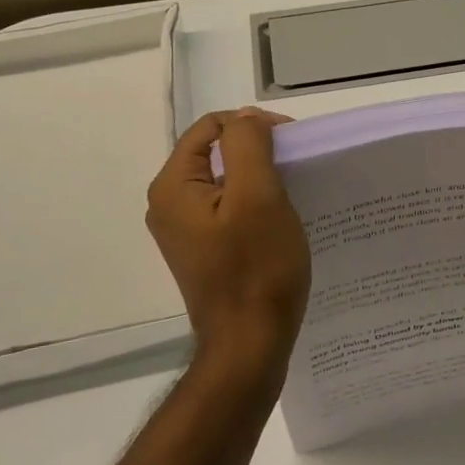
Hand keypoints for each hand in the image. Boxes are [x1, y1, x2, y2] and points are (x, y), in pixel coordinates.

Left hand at [146, 109, 311, 380]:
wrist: (249, 345)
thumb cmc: (257, 269)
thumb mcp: (258, 195)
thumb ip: (248, 144)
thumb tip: (246, 119)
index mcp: (173, 186)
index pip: (212, 127)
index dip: (253, 125)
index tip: (292, 144)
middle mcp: (168, 204)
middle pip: (216, 153)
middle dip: (258, 151)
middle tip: (296, 169)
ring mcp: (184, 230)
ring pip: (225, 181)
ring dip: (259, 178)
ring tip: (293, 193)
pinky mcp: (202, 250)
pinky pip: (228, 209)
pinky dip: (254, 204)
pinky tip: (279, 220)